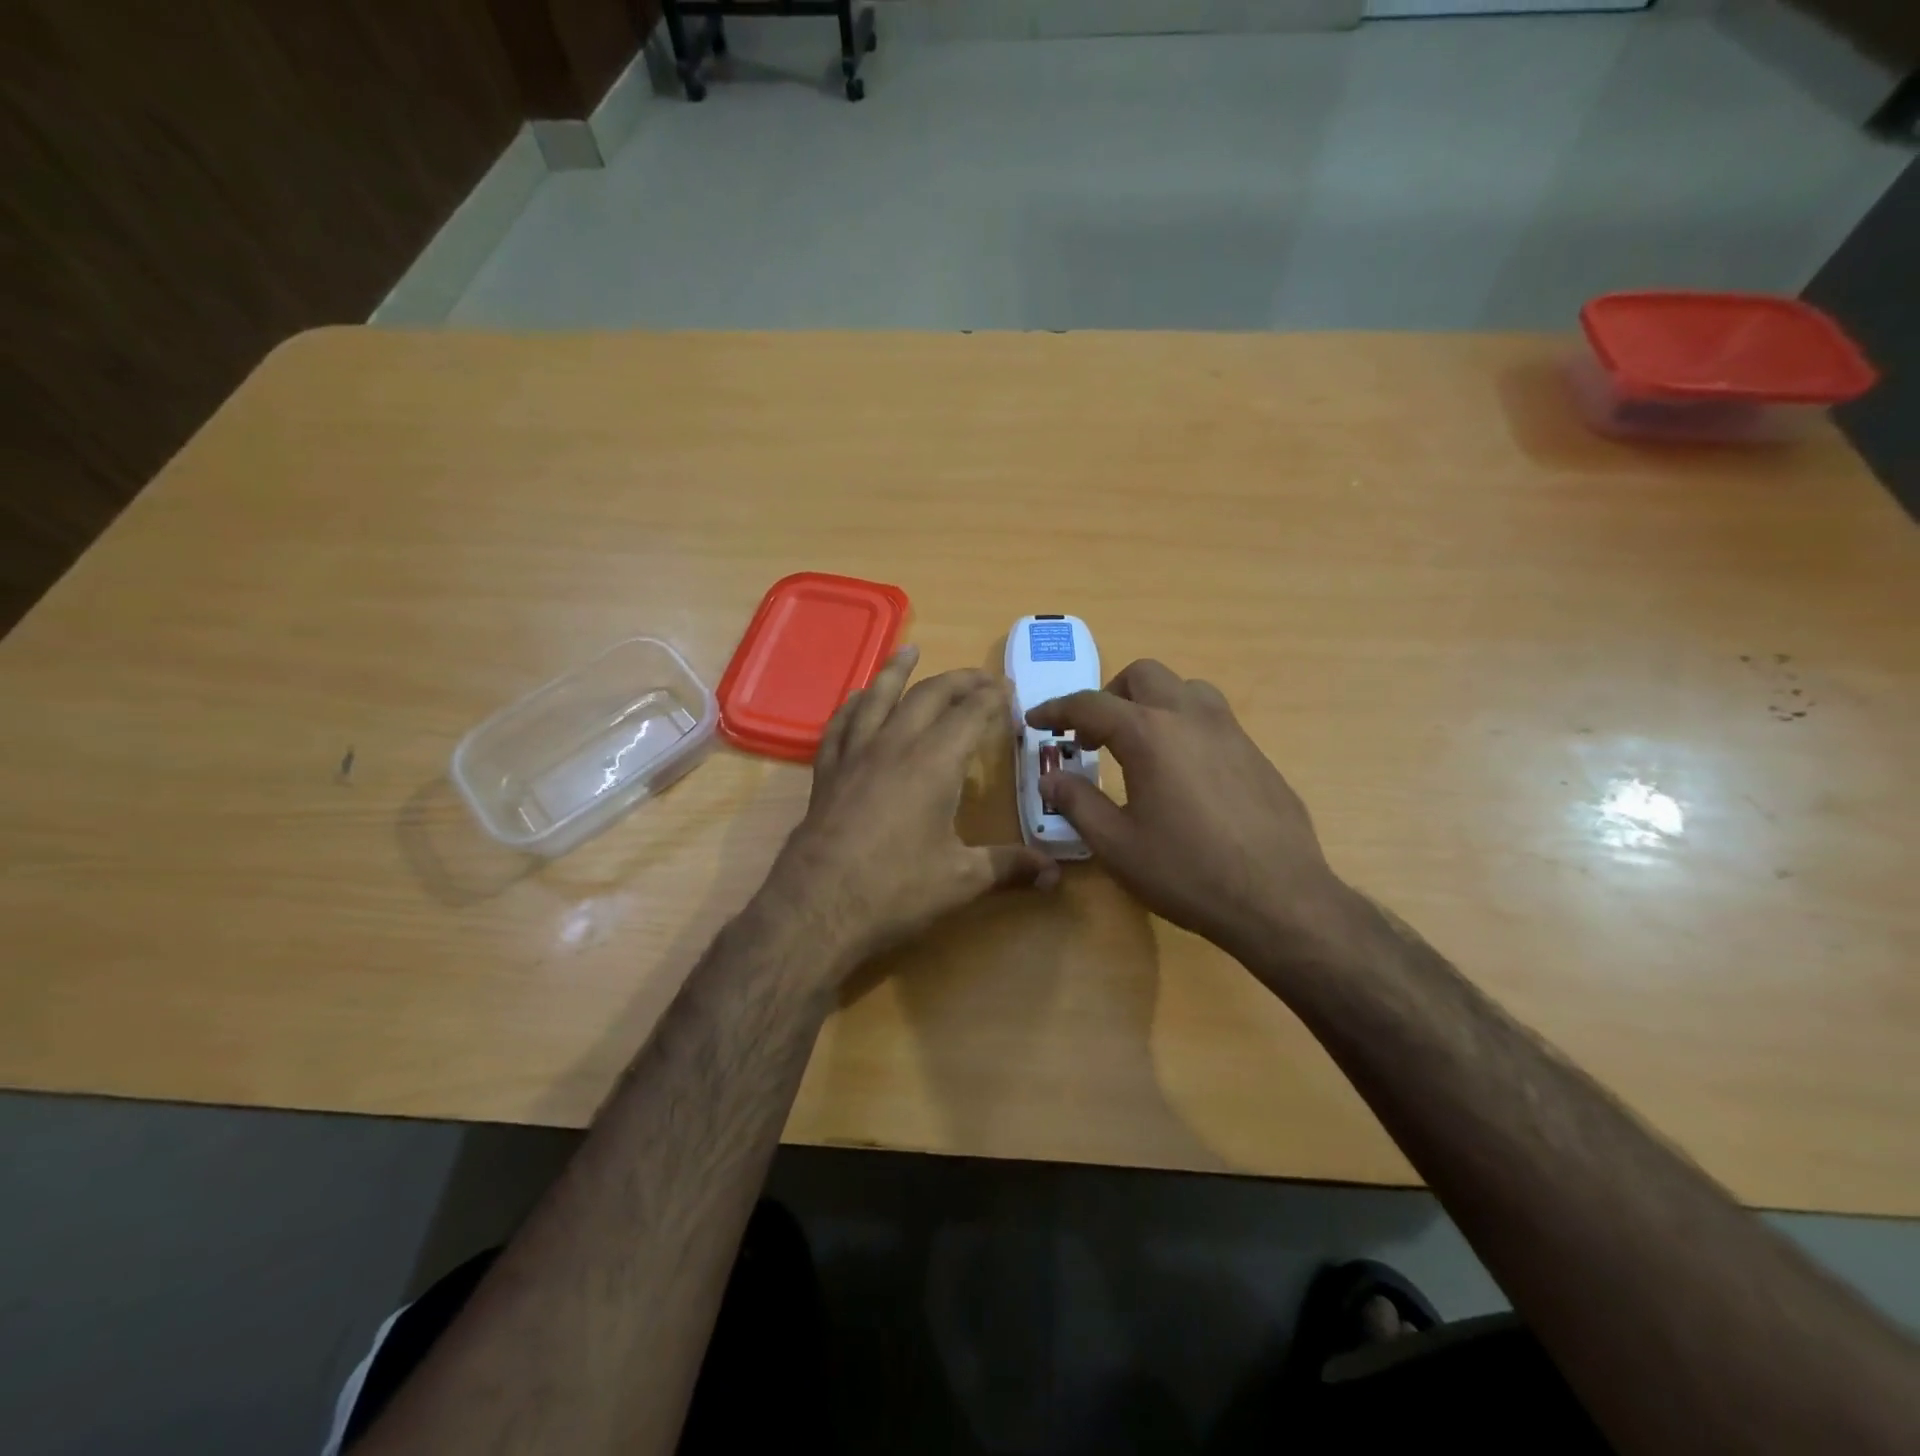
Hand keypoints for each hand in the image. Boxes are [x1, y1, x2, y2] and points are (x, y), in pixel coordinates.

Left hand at [767, 647, 1057, 974]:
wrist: (817, 907)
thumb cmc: (895, 890)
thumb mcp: (961, 880)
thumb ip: (1009, 867)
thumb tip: (1055, 875)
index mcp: (934, 763)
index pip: (970, 715)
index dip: (992, 699)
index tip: (1008, 689)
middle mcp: (895, 746)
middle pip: (929, 697)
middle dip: (958, 681)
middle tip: (979, 677)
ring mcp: (855, 756)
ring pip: (878, 698)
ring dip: (897, 671)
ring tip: (910, 650)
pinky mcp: (827, 772)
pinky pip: (840, 725)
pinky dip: (853, 705)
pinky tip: (858, 699)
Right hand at [1027, 660, 1355, 966]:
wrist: (1279, 899)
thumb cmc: (1187, 872)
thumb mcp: (1116, 845)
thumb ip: (1077, 803)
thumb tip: (1052, 778)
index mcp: (1148, 733)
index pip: (1089, 704)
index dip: (1056, 709)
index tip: (1036, 720)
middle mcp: (1190, 717)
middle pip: (1143, 675)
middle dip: (1109, 695)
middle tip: (1093, 735)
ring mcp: (1230, 731)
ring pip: (1185, 688)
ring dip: (1152, 702)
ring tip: (1140, 744)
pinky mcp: (1255, 752)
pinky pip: (1212, 718)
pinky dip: (1183, 725)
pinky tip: (1182, 772)